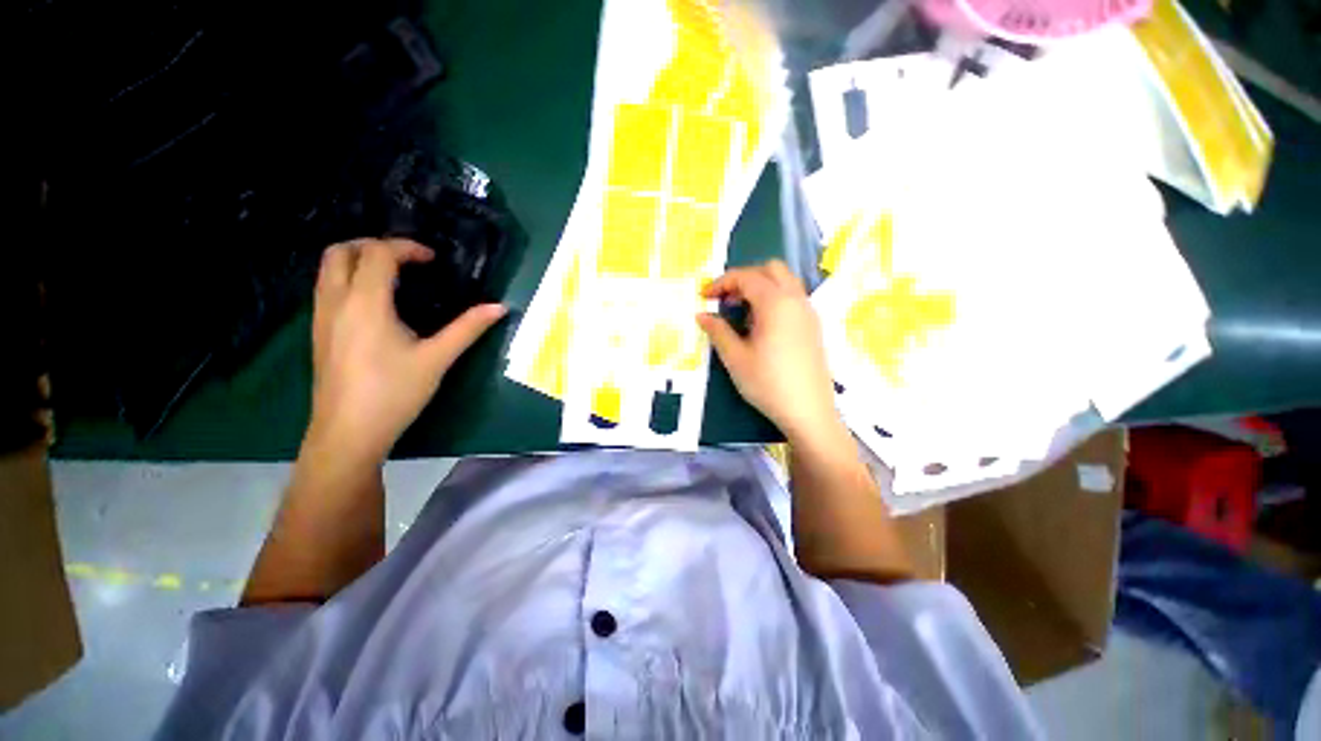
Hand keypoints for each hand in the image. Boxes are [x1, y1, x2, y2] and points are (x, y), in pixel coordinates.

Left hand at [304, 238, 505, 466]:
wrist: (348, 433)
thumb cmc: (395, 393)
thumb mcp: (437, 359)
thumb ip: (467, 328)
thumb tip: (499, 308)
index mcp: (365, 303)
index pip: (378, 253)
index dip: (406, 247)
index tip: (433, 260)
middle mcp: (335, 302)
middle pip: (340, 251)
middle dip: (373, 245)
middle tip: (407, 261)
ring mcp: (321, 317)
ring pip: (328, 269)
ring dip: (358, 260)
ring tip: (394, 277)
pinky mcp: (319, 333)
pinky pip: (327, 289)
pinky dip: (349, 280)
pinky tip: (376, 304)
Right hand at [697, 260, 840, 443]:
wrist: (808, 412)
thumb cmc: (768, 383)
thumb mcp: (735, 358)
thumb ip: (717, 331)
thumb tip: (702, 315)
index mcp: (776, 303)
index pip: (746, 277)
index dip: (722, 282)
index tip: (705, 296)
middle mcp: (796, 300)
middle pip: (770, 270)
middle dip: (744, 278)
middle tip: (726, 299)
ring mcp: (808, 312)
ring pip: (784, 282)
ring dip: (760, 287)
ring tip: (741, 312)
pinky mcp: (813, 326)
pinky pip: (792, 298)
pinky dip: (773, 299)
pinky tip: (760, 325)